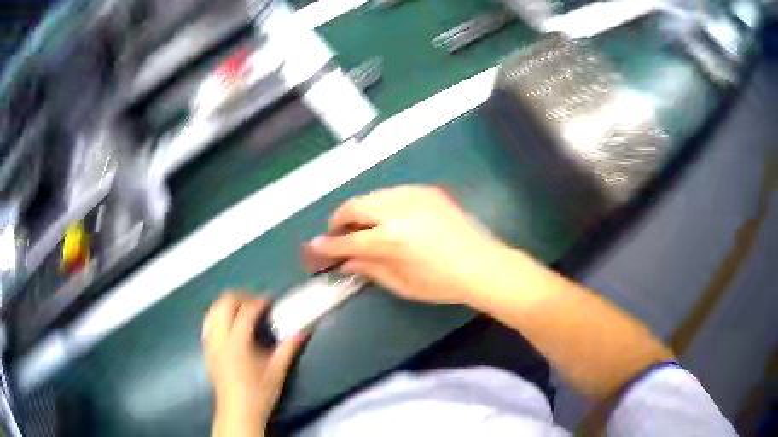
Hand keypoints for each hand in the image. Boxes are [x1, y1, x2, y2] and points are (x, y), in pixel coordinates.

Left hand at [203, 292, 304, 436]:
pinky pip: (208, 322)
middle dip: (240, 297)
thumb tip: (303, 330)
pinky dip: (218, 315)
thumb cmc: (259, 393)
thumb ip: (289, 348)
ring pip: (212, 310)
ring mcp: (210, 343)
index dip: (259, 302)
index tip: (271, 302)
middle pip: (224, 304)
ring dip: (227, 305)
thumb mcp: (277, 371)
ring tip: (242, 310)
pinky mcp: (207, 349)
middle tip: (256, 303)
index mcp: (237, 343)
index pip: (245, 311)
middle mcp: (220, 338)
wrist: (238, 412)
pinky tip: (229, 324)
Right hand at [305, 185, 509, 304]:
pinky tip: (386, 219)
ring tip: (361, 227)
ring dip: (359, 210)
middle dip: (339, 220)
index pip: (350, 241)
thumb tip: (344, 260)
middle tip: (337, 234)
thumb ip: (369, 269)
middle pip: (355, 206)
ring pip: (372, 195)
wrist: (483, 265)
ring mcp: (415, 196)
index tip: (315, 247)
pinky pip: (393, 193)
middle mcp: (400, 211)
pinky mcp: (427, 191)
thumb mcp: (403, 285)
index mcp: (394, 240)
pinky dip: (381, 204)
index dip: (329, 245)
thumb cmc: (443, 284)